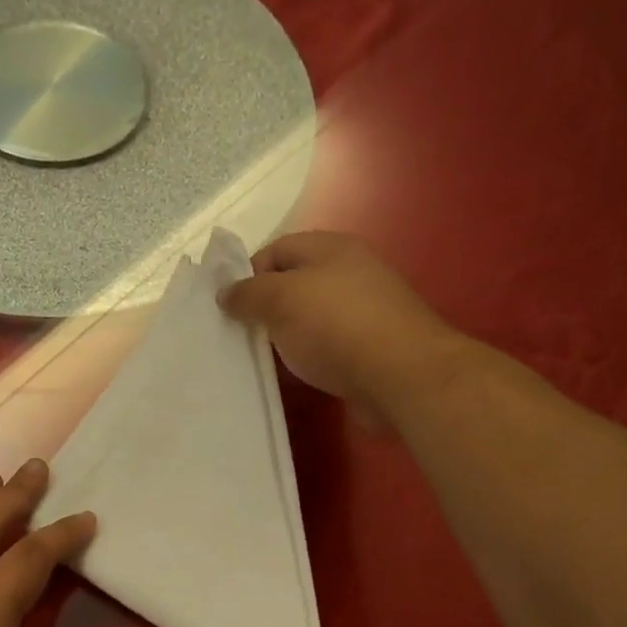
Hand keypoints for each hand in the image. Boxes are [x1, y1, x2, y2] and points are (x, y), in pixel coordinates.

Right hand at [222, 232, 464, 431]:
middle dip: (265, 309)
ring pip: (309, 320)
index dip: (248, 275)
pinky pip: (326, 349)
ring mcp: (362, 313)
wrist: (401, 377)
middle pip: (293, 285)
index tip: (229, 309)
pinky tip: (294, 377)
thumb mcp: (281, 299)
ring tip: (260, 362)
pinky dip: (307, 360)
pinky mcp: (369, 350)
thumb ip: (248, 293)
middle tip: (240, 338)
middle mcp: (349, 273)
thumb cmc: (336, 326)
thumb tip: (225, 293)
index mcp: (330, 248)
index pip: (276, 250)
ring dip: (285, 339)